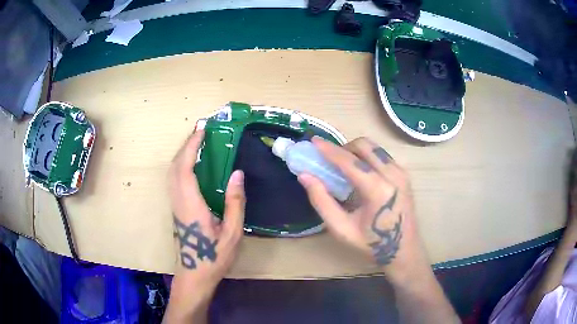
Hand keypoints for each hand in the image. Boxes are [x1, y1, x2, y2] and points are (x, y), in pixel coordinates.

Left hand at [165, 129, 245, 323]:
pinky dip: (181, 164)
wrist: (195, 274)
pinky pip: (174, 179)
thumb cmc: (214, 256)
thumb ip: (234, 202)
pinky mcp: (176, 207)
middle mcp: (178, 200)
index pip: (185, 167)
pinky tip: (193, 163)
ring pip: (172, 172)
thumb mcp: (232, 232)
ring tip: (198, 142)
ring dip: (182, 153)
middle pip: (175, 165)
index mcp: (191, 204)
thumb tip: (237, 173)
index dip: (191, 146)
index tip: (202, 130)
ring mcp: (174, 204)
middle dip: (186, 145)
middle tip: (202, 131)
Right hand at [298, 137, 429, 284]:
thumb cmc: (372, 244)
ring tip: (344, 168)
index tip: (313, 141)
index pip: (349, 161)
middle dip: (343, 148)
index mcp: (378, 189)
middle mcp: (393, 174)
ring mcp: (401, 173)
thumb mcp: (341, 229)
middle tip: (330, 162)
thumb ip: (322, 201)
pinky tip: (360, 174)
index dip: (329, 150)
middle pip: (364, 145)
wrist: (404, 251)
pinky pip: (381, 155)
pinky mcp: (404, 174)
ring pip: (374, 148)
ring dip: (355, 151)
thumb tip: (305, 176)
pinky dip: (367, 157)